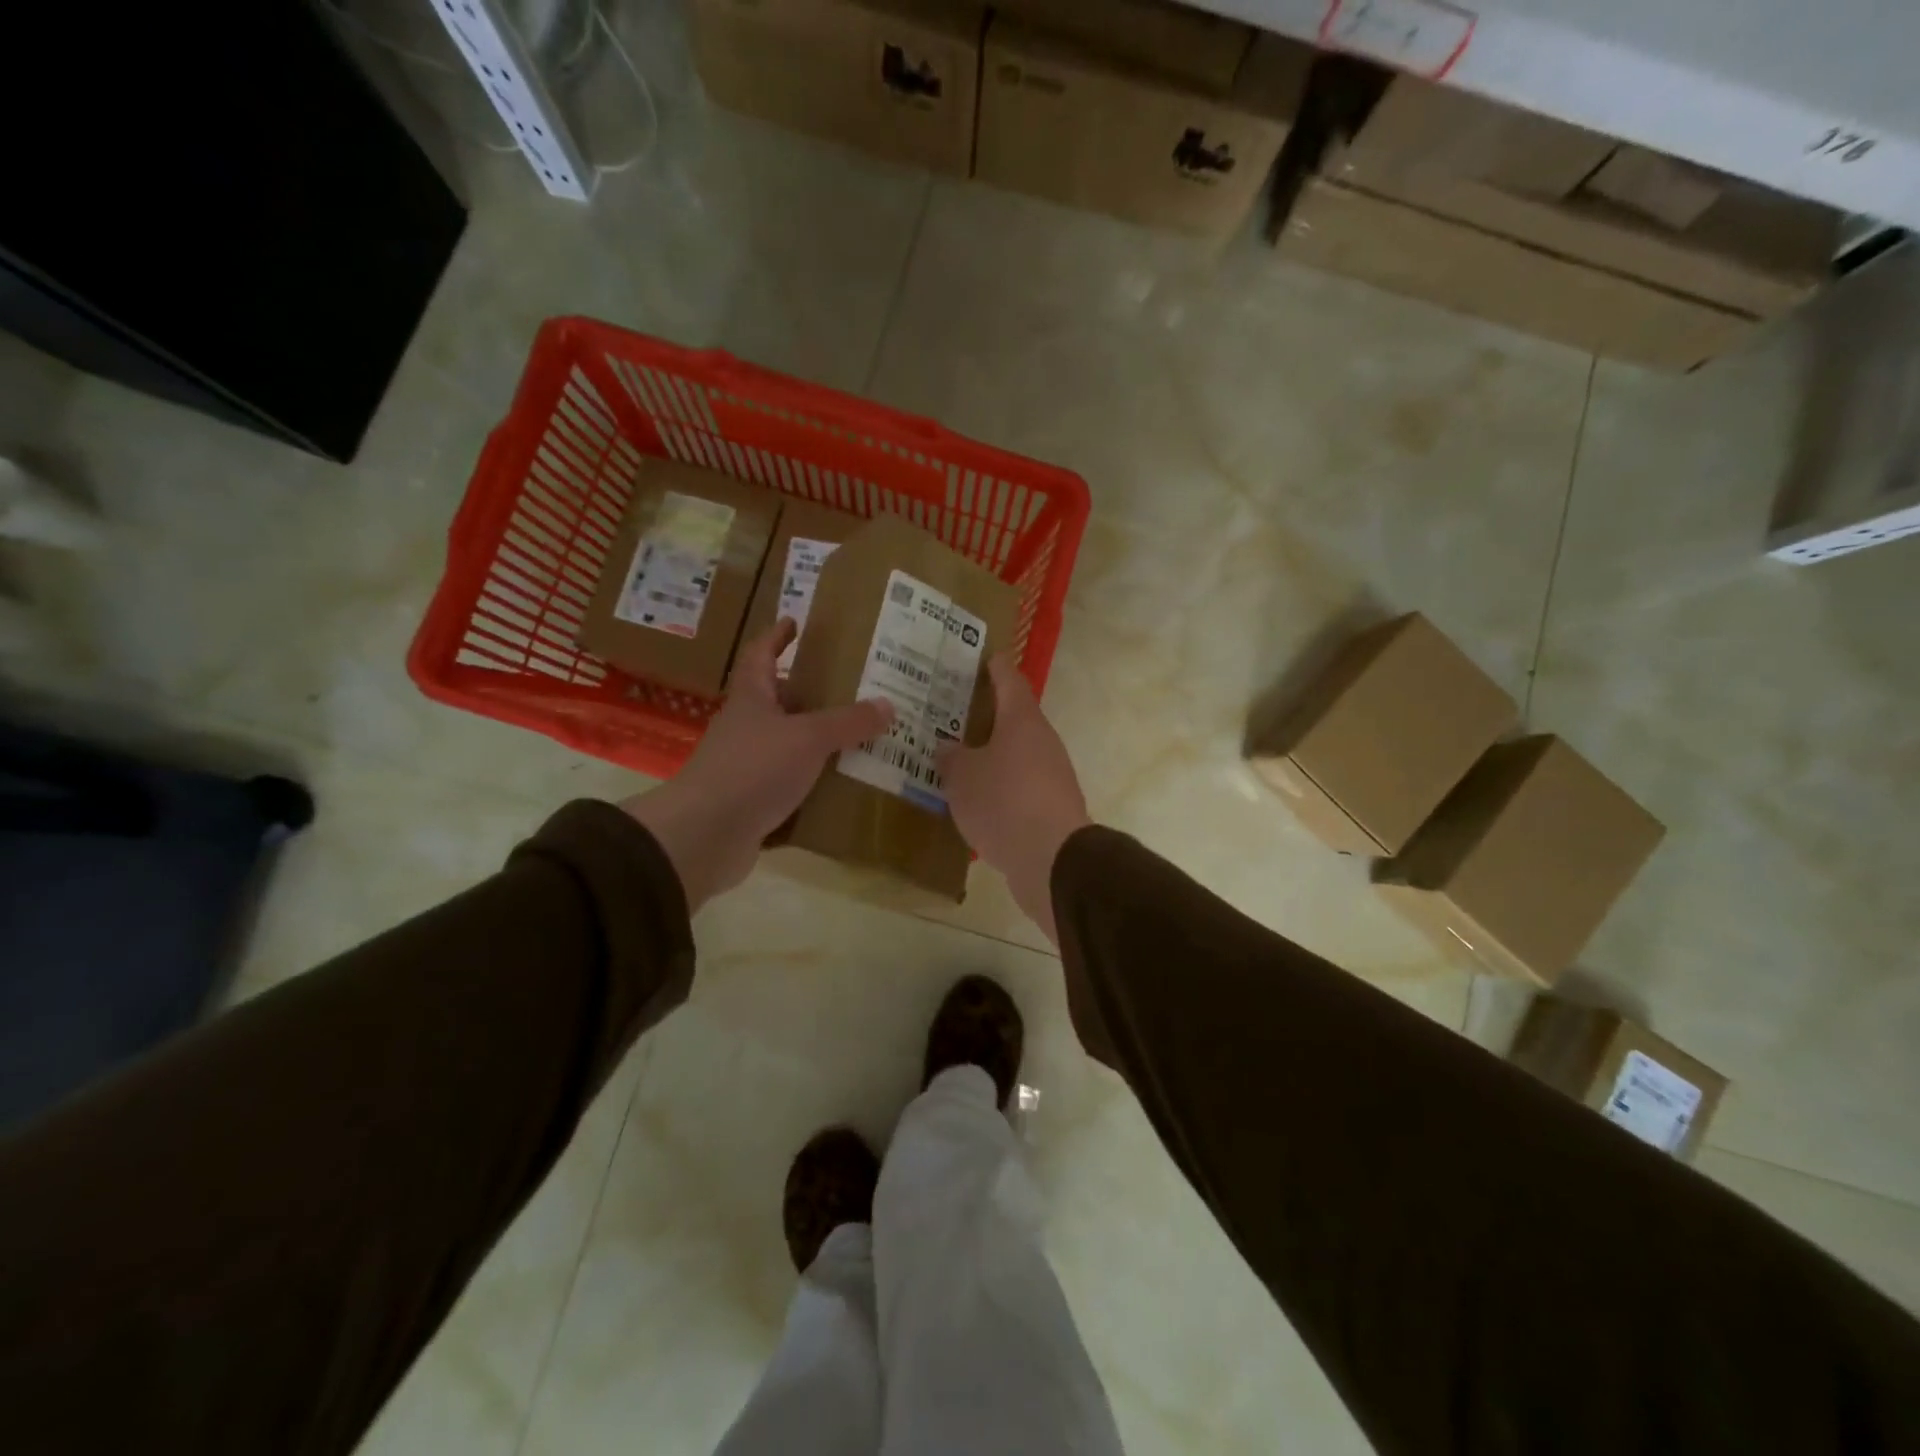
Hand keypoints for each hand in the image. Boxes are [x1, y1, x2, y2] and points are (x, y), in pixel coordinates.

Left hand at [623, 621, 892, 910]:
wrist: (705, 835)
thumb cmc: (752, 769)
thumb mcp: (807, 738)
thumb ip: (848, 722)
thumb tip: (888, 705)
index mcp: (751, 699)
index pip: (760, 654)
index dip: (776, 637)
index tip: (795, 622)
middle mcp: (746, 727)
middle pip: (777, 700)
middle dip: (809, 690)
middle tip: (851, 685)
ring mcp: (746, 765)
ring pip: (787, 743)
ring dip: (816, 738)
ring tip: (859, 734)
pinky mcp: (752, 800)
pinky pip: (789, 782)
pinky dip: (813, 779)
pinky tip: (842, 782)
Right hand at [935, 655, 1090, 945]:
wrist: (1052, 859)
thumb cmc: (1003, 802)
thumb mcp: (963, 777)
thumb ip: (952, 758)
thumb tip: (948, 747)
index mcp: (1022, 721)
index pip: (1009, 680)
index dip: (995, 667)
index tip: (984, 658)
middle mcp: (1042, 741)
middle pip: (1014, 718)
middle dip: (986, 716)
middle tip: (953, 715)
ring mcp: (1052, 775)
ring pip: (1017, 754)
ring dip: (992, 755)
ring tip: (958, 760)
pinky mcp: (1052, 807)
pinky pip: (1020, 786)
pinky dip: (1000, 786)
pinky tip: (977, 800)